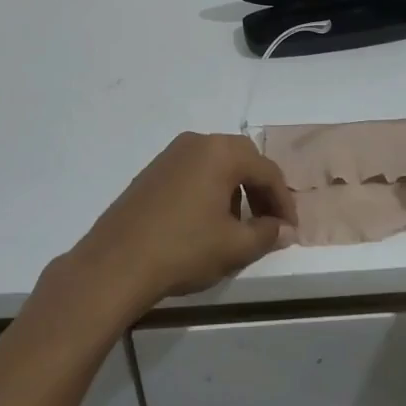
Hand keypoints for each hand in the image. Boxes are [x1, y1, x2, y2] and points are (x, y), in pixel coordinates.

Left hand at [57, 133, 296, 321]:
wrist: (115, 263)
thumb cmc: (183, 249)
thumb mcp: (234, 246)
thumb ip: (267, 233)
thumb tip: (285, 229)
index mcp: (221, 152)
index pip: (267, 170)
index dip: (283, 200)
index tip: (290, 229)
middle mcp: (197, 142)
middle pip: (242, 159)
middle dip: (260, 189)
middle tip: (268, 222)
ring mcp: (170, 154)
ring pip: (217, 164)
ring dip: (235, 189)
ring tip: (237, 226)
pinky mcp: (152, 171)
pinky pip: (194, 172)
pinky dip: (210, 190)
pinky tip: (206, 221)